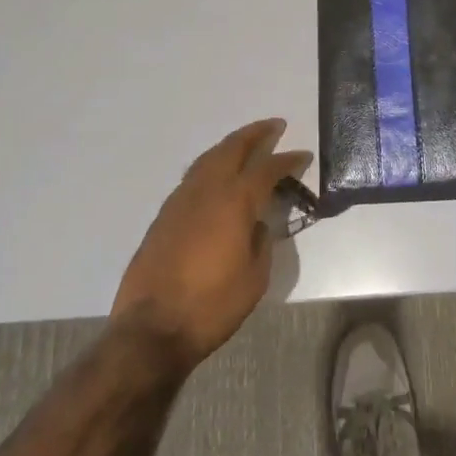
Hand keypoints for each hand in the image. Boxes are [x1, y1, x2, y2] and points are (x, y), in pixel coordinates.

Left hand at [110, 119, 311, 370]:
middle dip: (255, 134)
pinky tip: (216, 175)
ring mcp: (181, 200)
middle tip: (274, 126)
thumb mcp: (254, 278)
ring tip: (245, 143)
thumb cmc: (212, 305)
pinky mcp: (164, 215)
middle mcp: (207, 190)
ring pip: (208, 158)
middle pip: (232, 148)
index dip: (288, 160)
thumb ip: (261, 242)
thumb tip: (257, 224)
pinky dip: (211, 165)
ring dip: (230, 145)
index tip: (303, 155)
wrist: (152, 329)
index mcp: (235, 201)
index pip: (267, 169)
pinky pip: (193, 176)